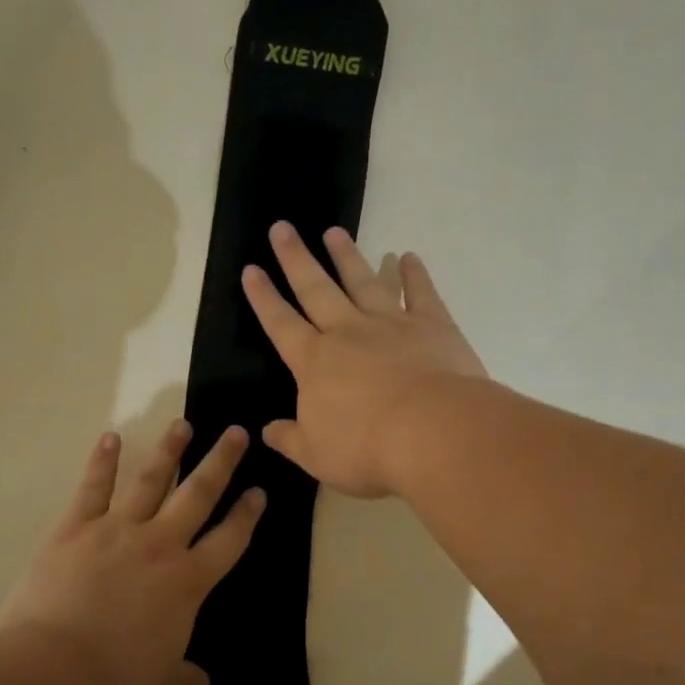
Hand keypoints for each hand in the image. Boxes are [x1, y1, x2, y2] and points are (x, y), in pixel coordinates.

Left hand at [0, 421, 264, 684]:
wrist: (53, 670)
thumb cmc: (114, 679)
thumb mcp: (158, 680)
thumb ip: (183, 674)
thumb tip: (204, 683)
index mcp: (188, 581)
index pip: (229, 540)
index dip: (247, 515)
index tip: (259, 492)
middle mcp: (160, 544)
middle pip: (199, 494)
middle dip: (221, 462)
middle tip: (236, 432)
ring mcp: (117, 530)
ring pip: (150, 479)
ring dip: (169, 449)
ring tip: (183, 424)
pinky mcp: (75, 527)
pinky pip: (93, 487)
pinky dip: (102, 460)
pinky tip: (111, 436)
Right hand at [243, 222, 486, 497]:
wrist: (432, 433)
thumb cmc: (366, 448)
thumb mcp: (316, 456)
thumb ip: (289, 439)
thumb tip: (266, 430)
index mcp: (315, 363)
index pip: (281, 324)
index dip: (264, 298)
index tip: (251, 270)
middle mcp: (348, 333)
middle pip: (316, 289)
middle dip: (296, 259)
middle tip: (282, 228)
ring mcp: (391, 324)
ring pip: (363, 282)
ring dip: (347, 257)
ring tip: (334, 232)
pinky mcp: (432, 326)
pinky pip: (420, 293)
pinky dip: (414, 274)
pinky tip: (407, 256)